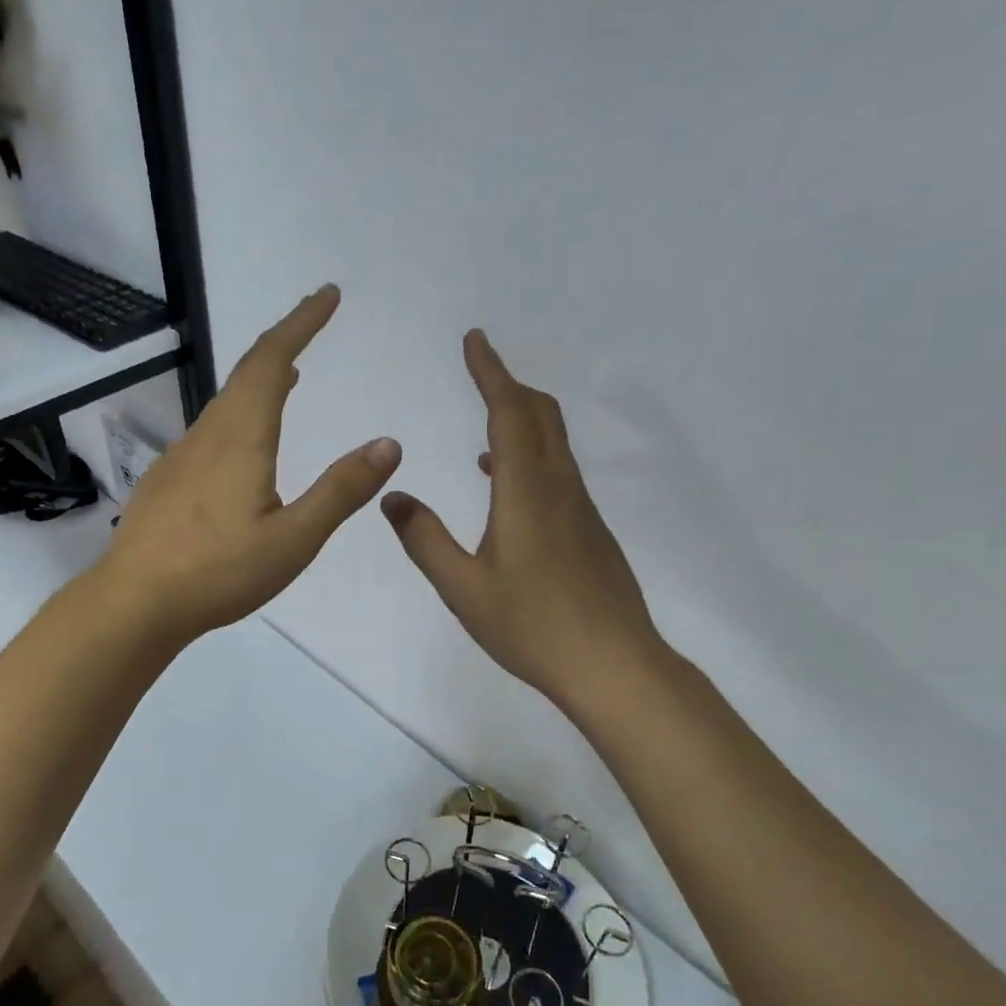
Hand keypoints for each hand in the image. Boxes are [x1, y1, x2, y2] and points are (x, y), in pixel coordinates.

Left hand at [99, 285, 402, 644]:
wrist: (135, 602)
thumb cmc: (219, 572)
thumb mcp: (294, 539)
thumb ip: (341, 491)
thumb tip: (389, 443)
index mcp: (242, 438)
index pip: (272, 362)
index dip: (300, 323)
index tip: (326, 295)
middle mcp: (208, 435)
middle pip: (246, 372)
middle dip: (283, 339)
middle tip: (312, 320)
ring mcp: (181, 456)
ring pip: (226, 402)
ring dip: (260, 378)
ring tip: (290, 376)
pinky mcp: (167, 481)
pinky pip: (210, 430)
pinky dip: (239, 413)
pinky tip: (244, 444)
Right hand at [380, 330, 665, 706]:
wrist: (614, 666)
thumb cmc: (532, 626)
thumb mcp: (463, 587)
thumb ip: (423, 539)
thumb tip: (392, 496)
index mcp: (526, 491)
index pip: (509, 413)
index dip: (491, 372)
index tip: (475, 339)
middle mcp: (559, 487)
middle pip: (541, 415)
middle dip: (510, 385)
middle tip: (481, 369)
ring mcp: (581, 509)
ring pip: (554, 443)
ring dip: (523, 418)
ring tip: (487, 421)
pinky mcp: (590, 531)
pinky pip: (559, 471)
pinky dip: (531, 454)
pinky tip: (504, 484)